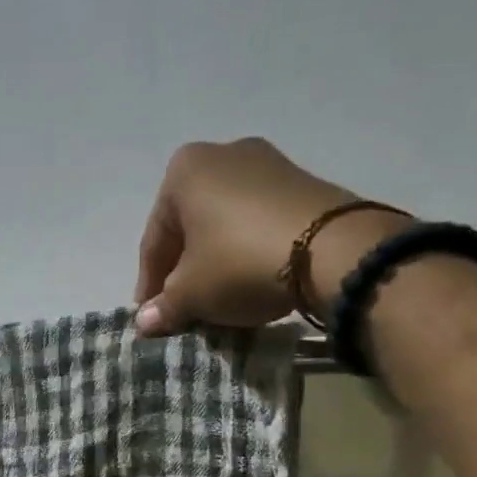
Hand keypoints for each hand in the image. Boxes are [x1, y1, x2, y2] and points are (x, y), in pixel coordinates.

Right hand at [135, 138, 386, 334]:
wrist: (332, 250)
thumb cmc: (239, 262)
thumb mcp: (192, 293)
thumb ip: (164, 307)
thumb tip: (145, 322)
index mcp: (184, 171)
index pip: (155, 238)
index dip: (149, 283)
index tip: (151, 314)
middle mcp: (224, 154)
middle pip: (191, 226)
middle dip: (184, 268)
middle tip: (182, 306)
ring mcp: (269, 164)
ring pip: (226, 223)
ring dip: (216, 260)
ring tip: (218, 296)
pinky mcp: (304, 183)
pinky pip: (259, 221)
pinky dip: (248, 250)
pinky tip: (252, 279)